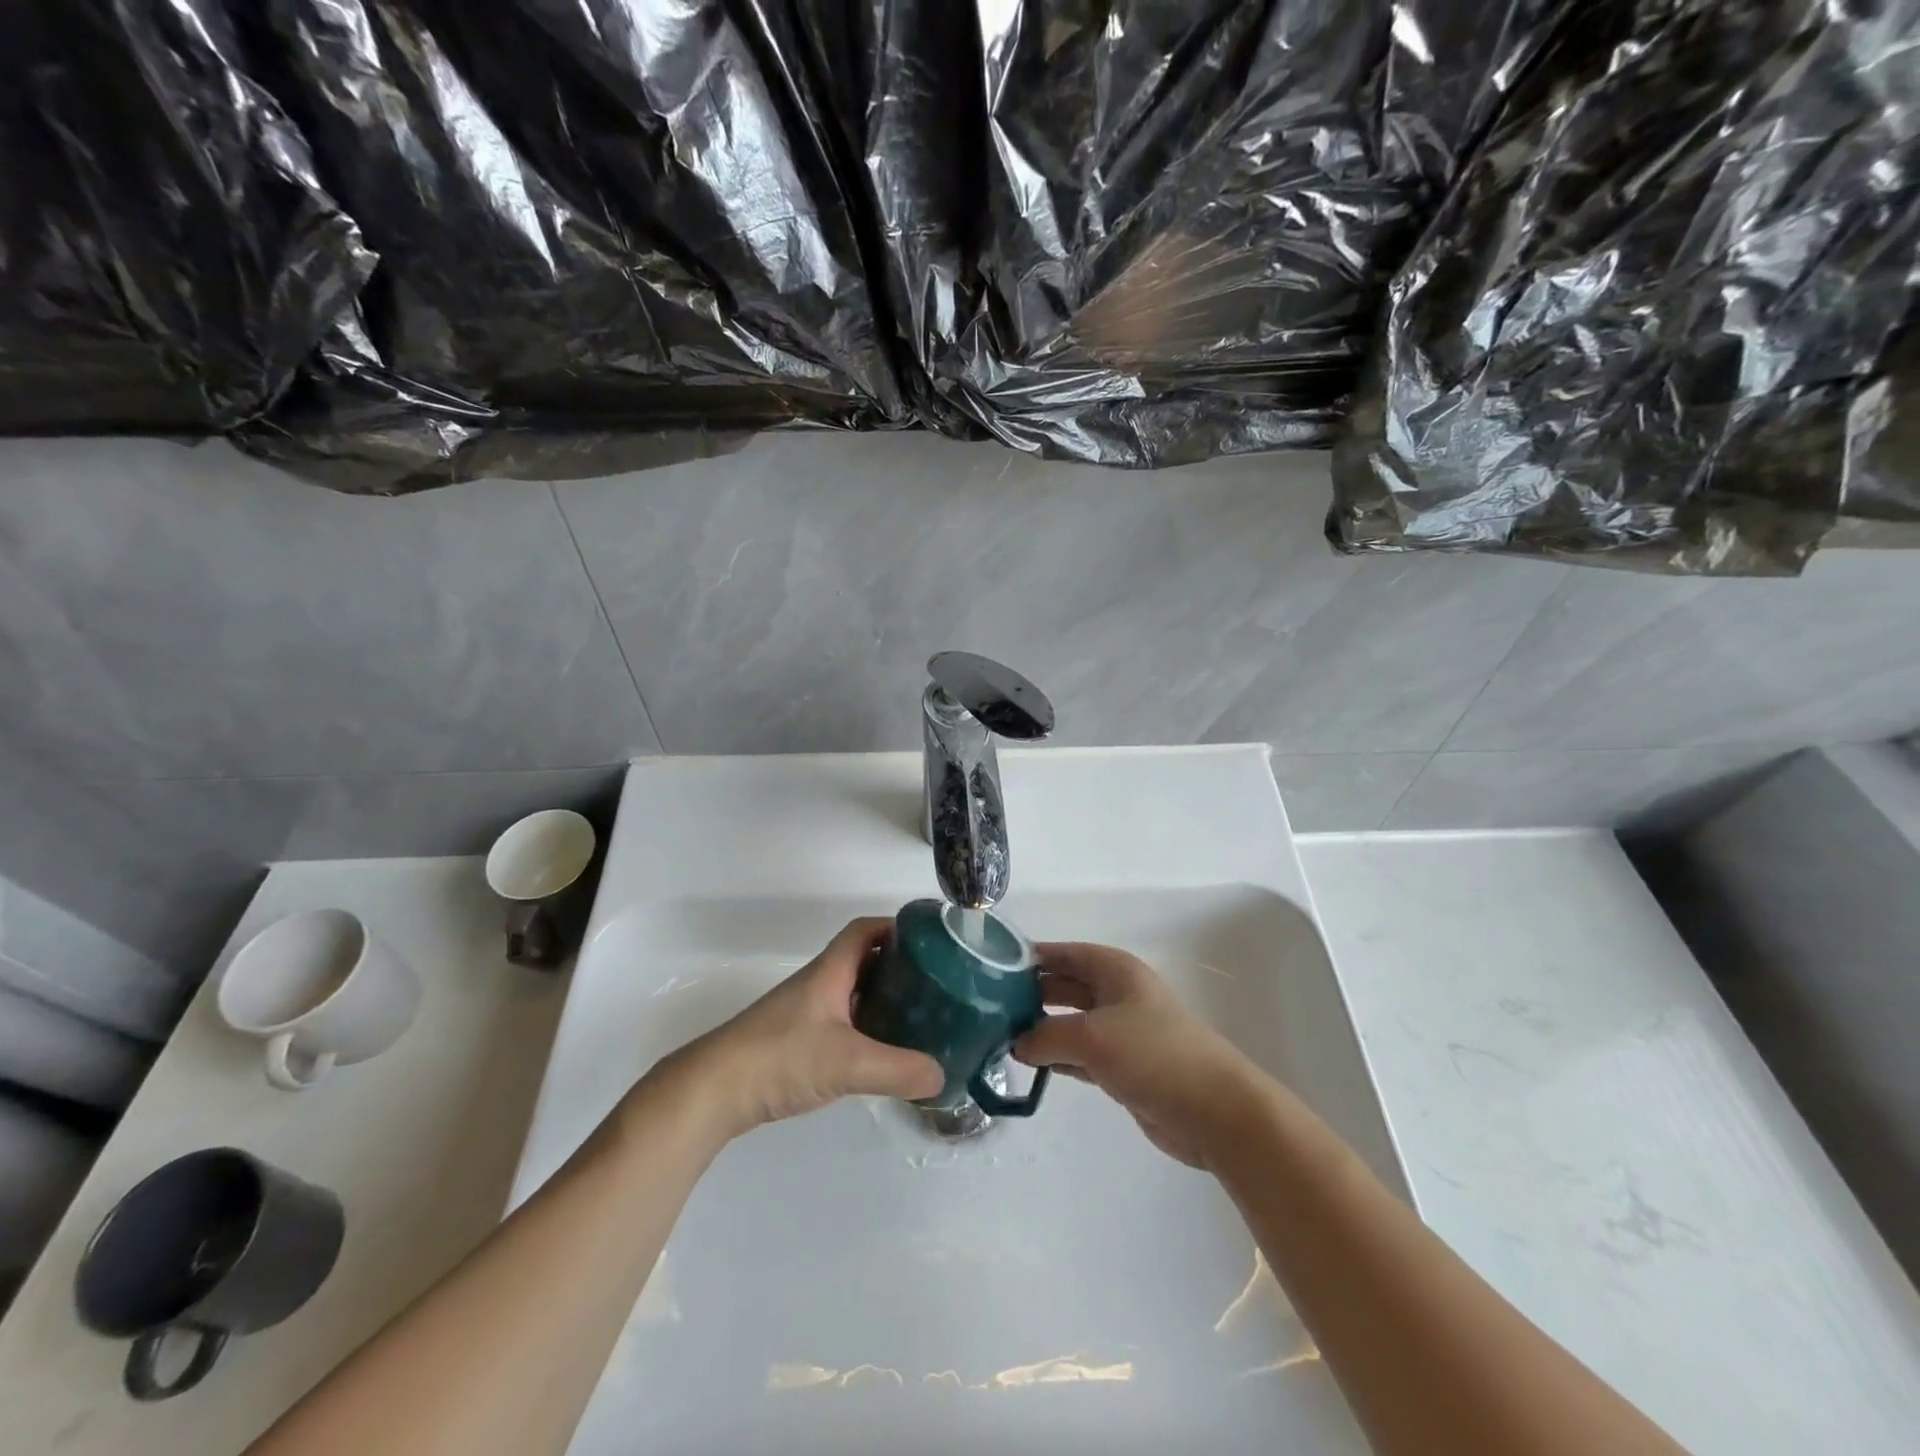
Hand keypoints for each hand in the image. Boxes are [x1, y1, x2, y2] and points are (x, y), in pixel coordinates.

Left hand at [660, 917, 943, 1140]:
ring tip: (919, 1017)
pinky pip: (841, 1022)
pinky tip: (881, 1052)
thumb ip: (898, 1069)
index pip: (865, 930)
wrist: (712, 1090)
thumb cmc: (780, 1057)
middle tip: (935, 985)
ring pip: (853, 993)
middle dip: (899, 966)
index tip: (931, 942)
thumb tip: (941, 1076)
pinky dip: (865, 1028)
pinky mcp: (795, 1041)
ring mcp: (805, 1013)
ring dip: (883, 998)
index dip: (897, 928)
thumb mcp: (847, 1063)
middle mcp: (818, 984)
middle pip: (864, 960)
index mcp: (829, 971)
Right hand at [1014, 943, 1266, 1168]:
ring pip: (1070, 1022)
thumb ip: (1045, 1036)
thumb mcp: (1091, 1037)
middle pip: (1065, 986)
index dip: (1031, 957)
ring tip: (998, 1036)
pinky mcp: (1122, 1066)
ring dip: (1040, 1029)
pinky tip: (1028, 1064)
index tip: (992, 968)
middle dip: (1030, 994)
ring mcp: (1121, 1031)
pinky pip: (1079, 1053)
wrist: (1213, 1110)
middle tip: (987, 1007)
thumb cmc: (1153, 1054)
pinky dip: (1056, 1057)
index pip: (1064, 954)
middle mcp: (1116, 993)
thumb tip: (1016, 1043)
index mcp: (1114, 970)